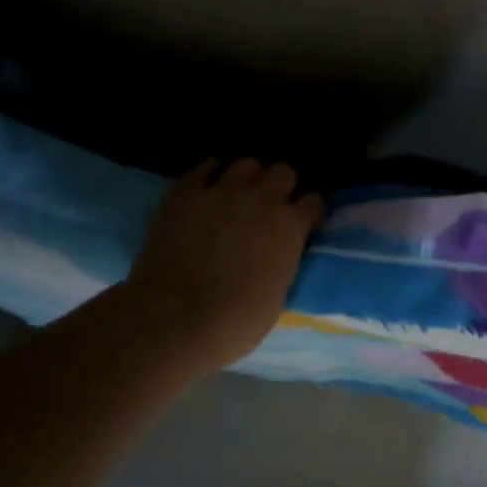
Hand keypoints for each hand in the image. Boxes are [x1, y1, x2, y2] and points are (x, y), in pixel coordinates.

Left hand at [118, 158, 323, 373]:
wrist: (173, 319)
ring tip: (240, 195)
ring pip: (246, 165)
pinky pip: (203, 168)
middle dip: (281, 187)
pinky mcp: (185, 194)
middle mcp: (262, 200)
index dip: (309, 212)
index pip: (313, 202)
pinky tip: (208, 186)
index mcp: (290, 227)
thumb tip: (279, 256)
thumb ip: (283, 264)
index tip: (304, 223)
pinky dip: (210, 174)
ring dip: (248, 178)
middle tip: (272, 207)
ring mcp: (222, 192)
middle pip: (283, 173)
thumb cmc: (235, 322)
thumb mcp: (278, 297)